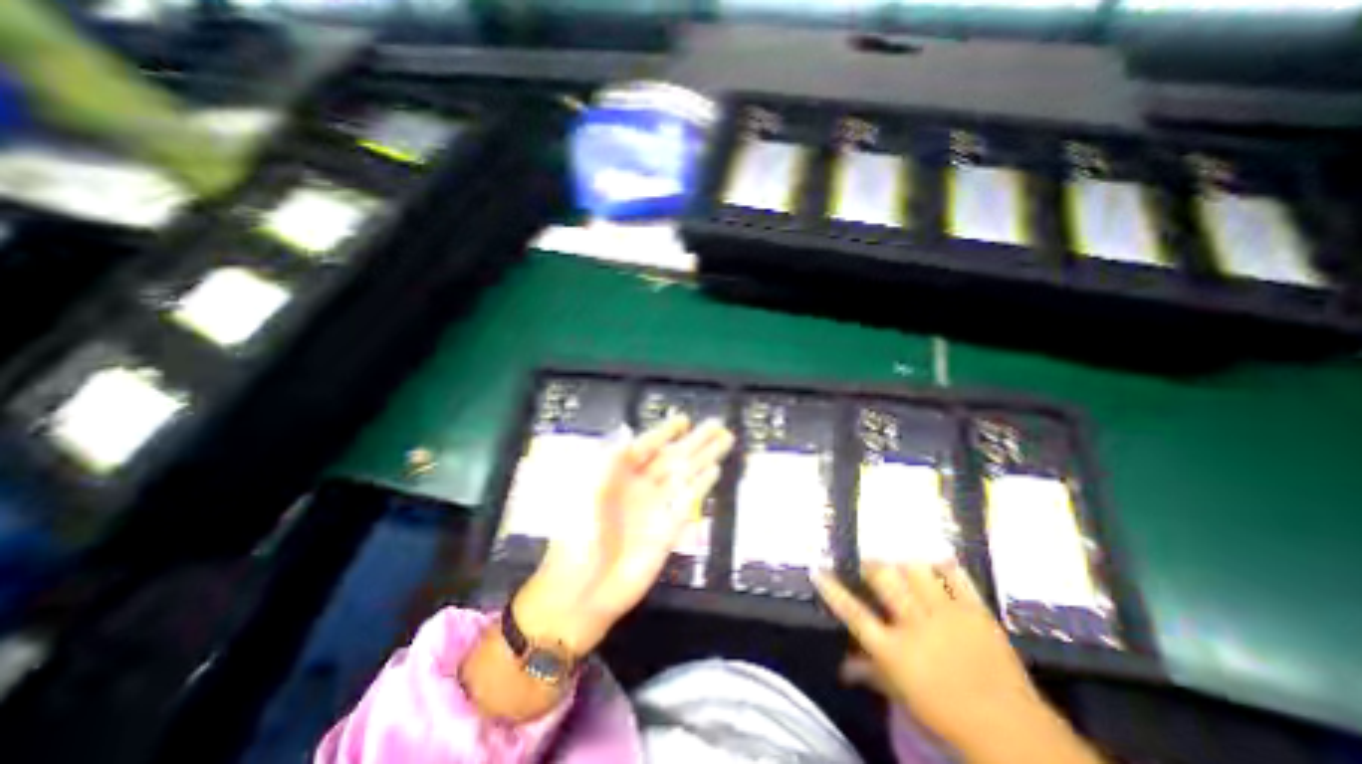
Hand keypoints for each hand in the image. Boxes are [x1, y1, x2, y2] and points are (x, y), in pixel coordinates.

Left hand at [518, 417, 741, 655]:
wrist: (583, 592)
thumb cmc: (578, 537)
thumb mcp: (587, 492)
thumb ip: (610, 459)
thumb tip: (626, 429)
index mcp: (618, 475)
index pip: (647, 446)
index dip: (665, 432)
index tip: (684, 419)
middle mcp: (642, 487)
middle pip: (673, 457)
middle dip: (696, 440)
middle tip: (718, 423)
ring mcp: (657, 507)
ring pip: (686, 474)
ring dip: (705, 457)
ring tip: (726, 438)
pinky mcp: (669, 529)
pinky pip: (689, 502)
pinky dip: (702, 486)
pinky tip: (714, 471)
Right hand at [813, 561, 1081, 758]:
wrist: (1011, 730)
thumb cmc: (946, 714)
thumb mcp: (902, 695)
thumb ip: (870, 673)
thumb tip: (842, 667)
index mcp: (894, 650)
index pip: (854, 613)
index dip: (833, 590)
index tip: (817, 568)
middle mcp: (915, 625)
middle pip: (884, 578)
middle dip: (871, 564)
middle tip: (867, 560)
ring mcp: (947, 614)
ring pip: (916, 569)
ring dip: (903, 561)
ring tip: (898, 556)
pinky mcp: (975, 611)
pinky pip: (956, 576)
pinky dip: (944, 564)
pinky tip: (936, 557)